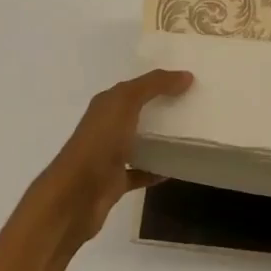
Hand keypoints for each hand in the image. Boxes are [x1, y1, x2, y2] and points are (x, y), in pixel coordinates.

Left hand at [36, 69, 193, 245]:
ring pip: (138, 142)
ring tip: (189, 135)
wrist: (77, 195)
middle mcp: (106, 127)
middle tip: (193, 106)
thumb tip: (186, 75)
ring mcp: (109, 155)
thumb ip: (154, 85)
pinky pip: (140, 172)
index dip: (157, 81)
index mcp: (106, 105)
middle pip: (137, 113)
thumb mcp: (126, 103)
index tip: (188, 80)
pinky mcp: (115, 182)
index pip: (133, 87)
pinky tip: (176, 169)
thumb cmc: (100, 142)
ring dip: (159, 140)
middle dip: (160, 109)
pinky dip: (156, 170)